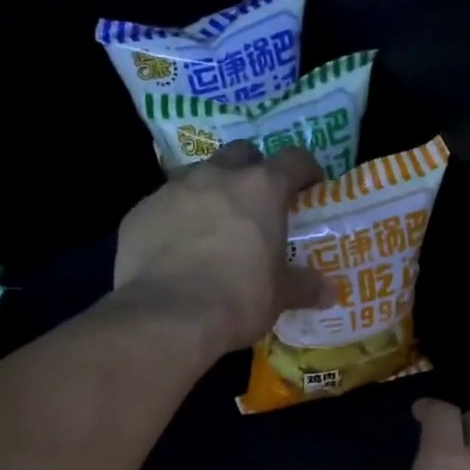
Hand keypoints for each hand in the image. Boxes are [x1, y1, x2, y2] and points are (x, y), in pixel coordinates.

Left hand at [113, 141, 326, 357]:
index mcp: (261, 189)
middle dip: (252, 170)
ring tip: (213, 226)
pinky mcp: (140, 211)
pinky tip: (175, 248)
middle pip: (241, 154)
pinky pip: (164, 205)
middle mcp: (217, 176)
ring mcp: (174, 189)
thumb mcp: (279, 297)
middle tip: (257, 202)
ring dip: (210, 192)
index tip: (310, 186)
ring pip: (198, 175)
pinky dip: (175, 219)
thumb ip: (303, 286)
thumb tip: (328, 292)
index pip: (293, 159)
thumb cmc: (237, 299)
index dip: (305, 169)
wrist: (167, 315)